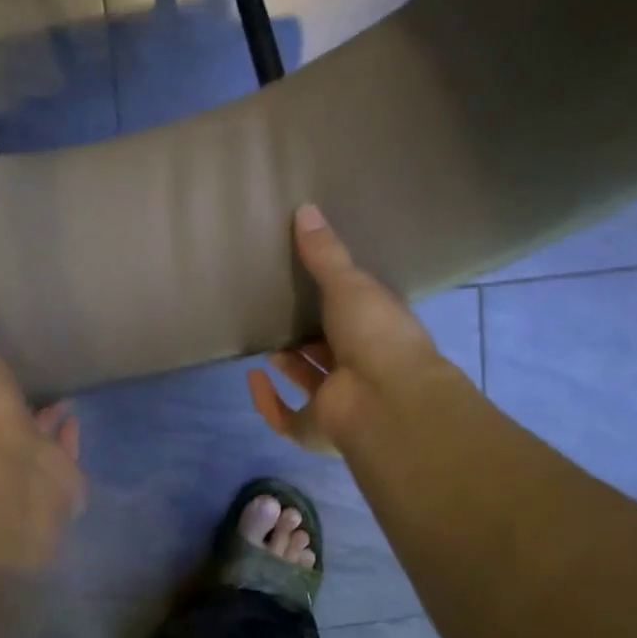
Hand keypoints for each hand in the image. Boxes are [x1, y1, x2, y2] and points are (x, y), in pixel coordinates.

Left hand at [0, 255, 85, 570]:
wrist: (17, 487)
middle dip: (5, 394)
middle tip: (16, 366)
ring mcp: (26, 457)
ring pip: (31, 430)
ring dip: (39, 414)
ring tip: (53, 387)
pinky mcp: (58, 472)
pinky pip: (64, 447)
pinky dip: (68, 433)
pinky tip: (75, 414)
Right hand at [248, 204, 463, 453]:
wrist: (384, 398)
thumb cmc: (375, 334)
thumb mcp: (349, 283)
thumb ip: (324, 253)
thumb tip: (305, 208)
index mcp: (378, 333)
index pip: (355, 315)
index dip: (335, 302)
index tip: (310, 283)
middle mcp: (360, 368)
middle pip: (329, 349)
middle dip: (306, 334)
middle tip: (279, 310)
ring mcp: (338, 402)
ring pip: (308, 381)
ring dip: (288, 363)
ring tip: (264, 336)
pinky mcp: (315, 429)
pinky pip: (285, 418)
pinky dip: (266, 401)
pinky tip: (252, 377)